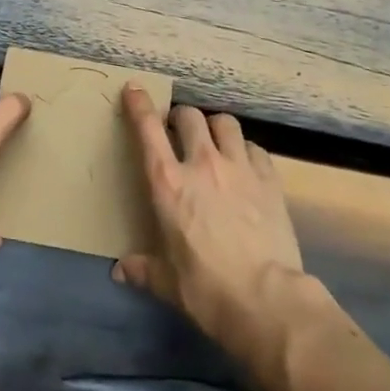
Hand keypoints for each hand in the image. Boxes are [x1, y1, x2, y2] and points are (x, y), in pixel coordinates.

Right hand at [113, 86, 306, 363]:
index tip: (134, 90)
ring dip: (215, 127)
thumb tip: (121, 270)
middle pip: (189, 116)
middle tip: (179, 132)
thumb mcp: (168, 283)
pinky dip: (246, 150)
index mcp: (168, 183)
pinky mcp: (269, 178)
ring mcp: (238, 167)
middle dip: (181, 118)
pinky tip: (246, 164)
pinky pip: (255, 148)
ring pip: (225, 122)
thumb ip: (144, 269)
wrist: (266, 300)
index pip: (148, 130)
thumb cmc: (207, 290)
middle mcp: (202, 163)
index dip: (139, 105)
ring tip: (214, 140)